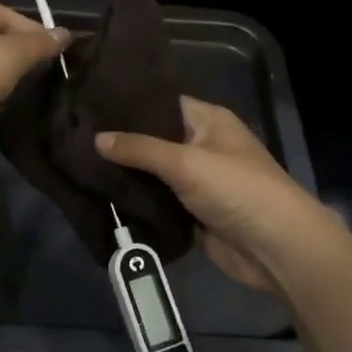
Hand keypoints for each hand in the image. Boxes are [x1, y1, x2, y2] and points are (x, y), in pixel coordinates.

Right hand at [96, 98, 330, 290]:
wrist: (276, 248)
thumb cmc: (237, 189)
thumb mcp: (186, 162)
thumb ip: (139, 149)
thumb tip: (95, 139)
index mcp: (208, 120)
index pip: (161, 103)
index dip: (128, 104)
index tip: (89, 104)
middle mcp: (201, 145)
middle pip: (154, 139)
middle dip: (121, 143)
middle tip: (75, 137)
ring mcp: (196, 181)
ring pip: (153, 173)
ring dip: (126, 175)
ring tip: (78, 164)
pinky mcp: (191, 213)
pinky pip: (157, 202)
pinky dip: (136, 202)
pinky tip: (100, 196)